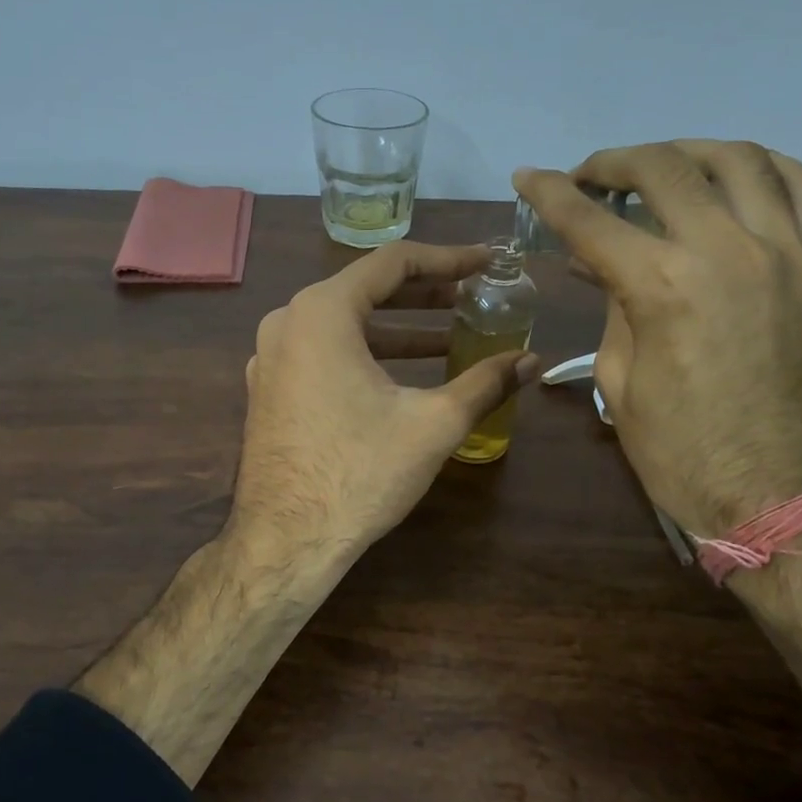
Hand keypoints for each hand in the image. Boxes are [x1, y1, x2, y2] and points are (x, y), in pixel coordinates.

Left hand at [231, 241, 538, 568]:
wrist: (286, 541)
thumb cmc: (360, 472)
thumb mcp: (433, 423)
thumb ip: (485, 383)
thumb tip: (532, 362)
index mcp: (322, 312)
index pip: (393, 263)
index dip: (448, 260)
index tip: (487, 264)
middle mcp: (287, 323)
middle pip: (365, 291)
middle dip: (425, 296)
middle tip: (473, 299)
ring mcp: (270, 359)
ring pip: (343, 326)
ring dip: (397, 331)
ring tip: (449, 340)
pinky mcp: (269, 391)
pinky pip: (322, 355)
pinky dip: (365, 356)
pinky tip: (401, 379)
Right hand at [515, 140, 801, 538]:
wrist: (779, 493)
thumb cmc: (681, 452)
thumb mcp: (620, 382)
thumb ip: (613, 308)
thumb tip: (601, 265)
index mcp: (663, 288)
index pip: (591, 221)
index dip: (550, 194)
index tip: (527, 177)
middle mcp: (727, 250)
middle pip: (664, 170)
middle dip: (614, 162)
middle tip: (589, 176)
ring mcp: (787, 252)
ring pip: (739, 159)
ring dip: (687, 151)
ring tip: (660, 166)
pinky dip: (765, 166)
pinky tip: (737, 176)